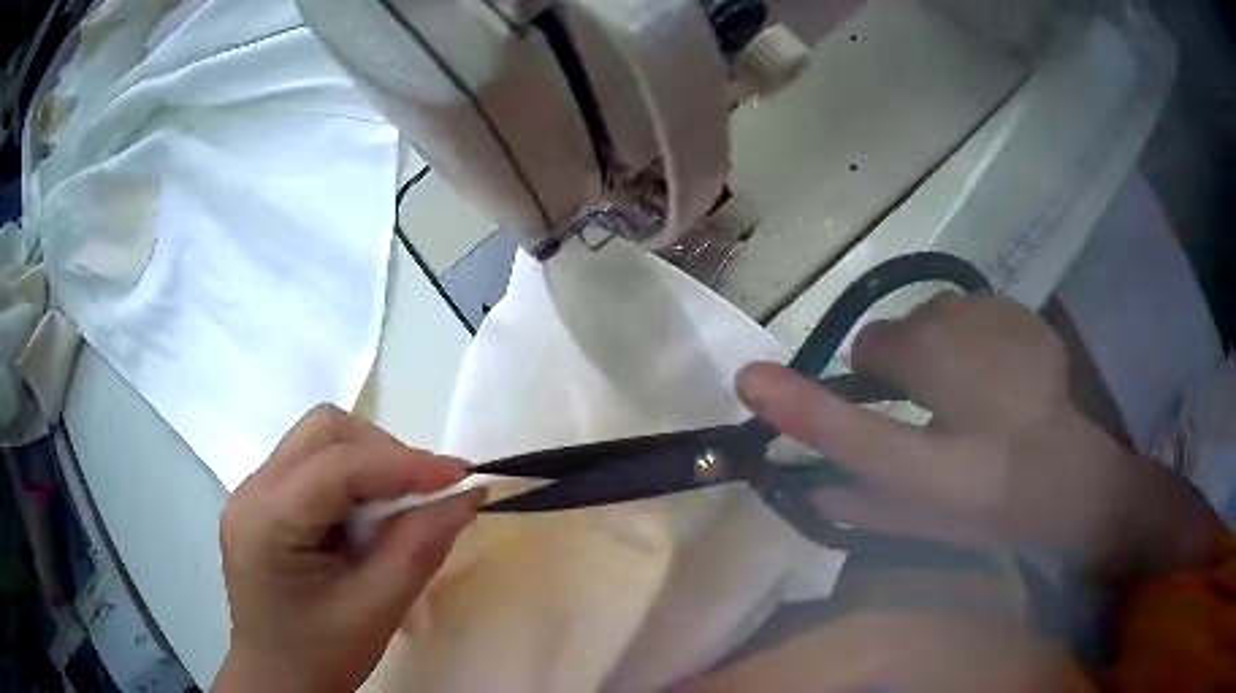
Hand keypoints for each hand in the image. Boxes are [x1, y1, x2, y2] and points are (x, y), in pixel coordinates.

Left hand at [214, 405, 478, 692]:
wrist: (278, 681)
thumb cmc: (322, 656)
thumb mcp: (376, 611)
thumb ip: (419, 550)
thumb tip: (466, 497)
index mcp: (268, 520)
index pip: (339, 466)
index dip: (404, 463)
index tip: (462, 476)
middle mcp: (251, 490)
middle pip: (323, 431)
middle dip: (383, 452)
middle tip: (427, 492)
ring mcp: (252, 492)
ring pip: (318, 440)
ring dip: (368, 461)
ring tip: (399, 506)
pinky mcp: (262, 502)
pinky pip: (312, 465)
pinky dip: (350, 478)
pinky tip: (367, 516)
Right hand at [738, 295, 1220, 574]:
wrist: (1069, 470)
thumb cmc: (997, 504)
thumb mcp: (927, 520)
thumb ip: (862, 507)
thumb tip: (802, 482)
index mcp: (944, 460)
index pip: (854, 429)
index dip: (800, 406)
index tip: (750, 380)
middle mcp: (969, 388)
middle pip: (885, 343)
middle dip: (888, 370)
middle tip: (921, 405)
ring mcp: (997, 331)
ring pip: (925, 320)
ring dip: (927, 349)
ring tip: (962, 388)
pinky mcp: (1015, 309)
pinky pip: (962, 309)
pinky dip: (964, 333)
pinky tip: (993, 370)